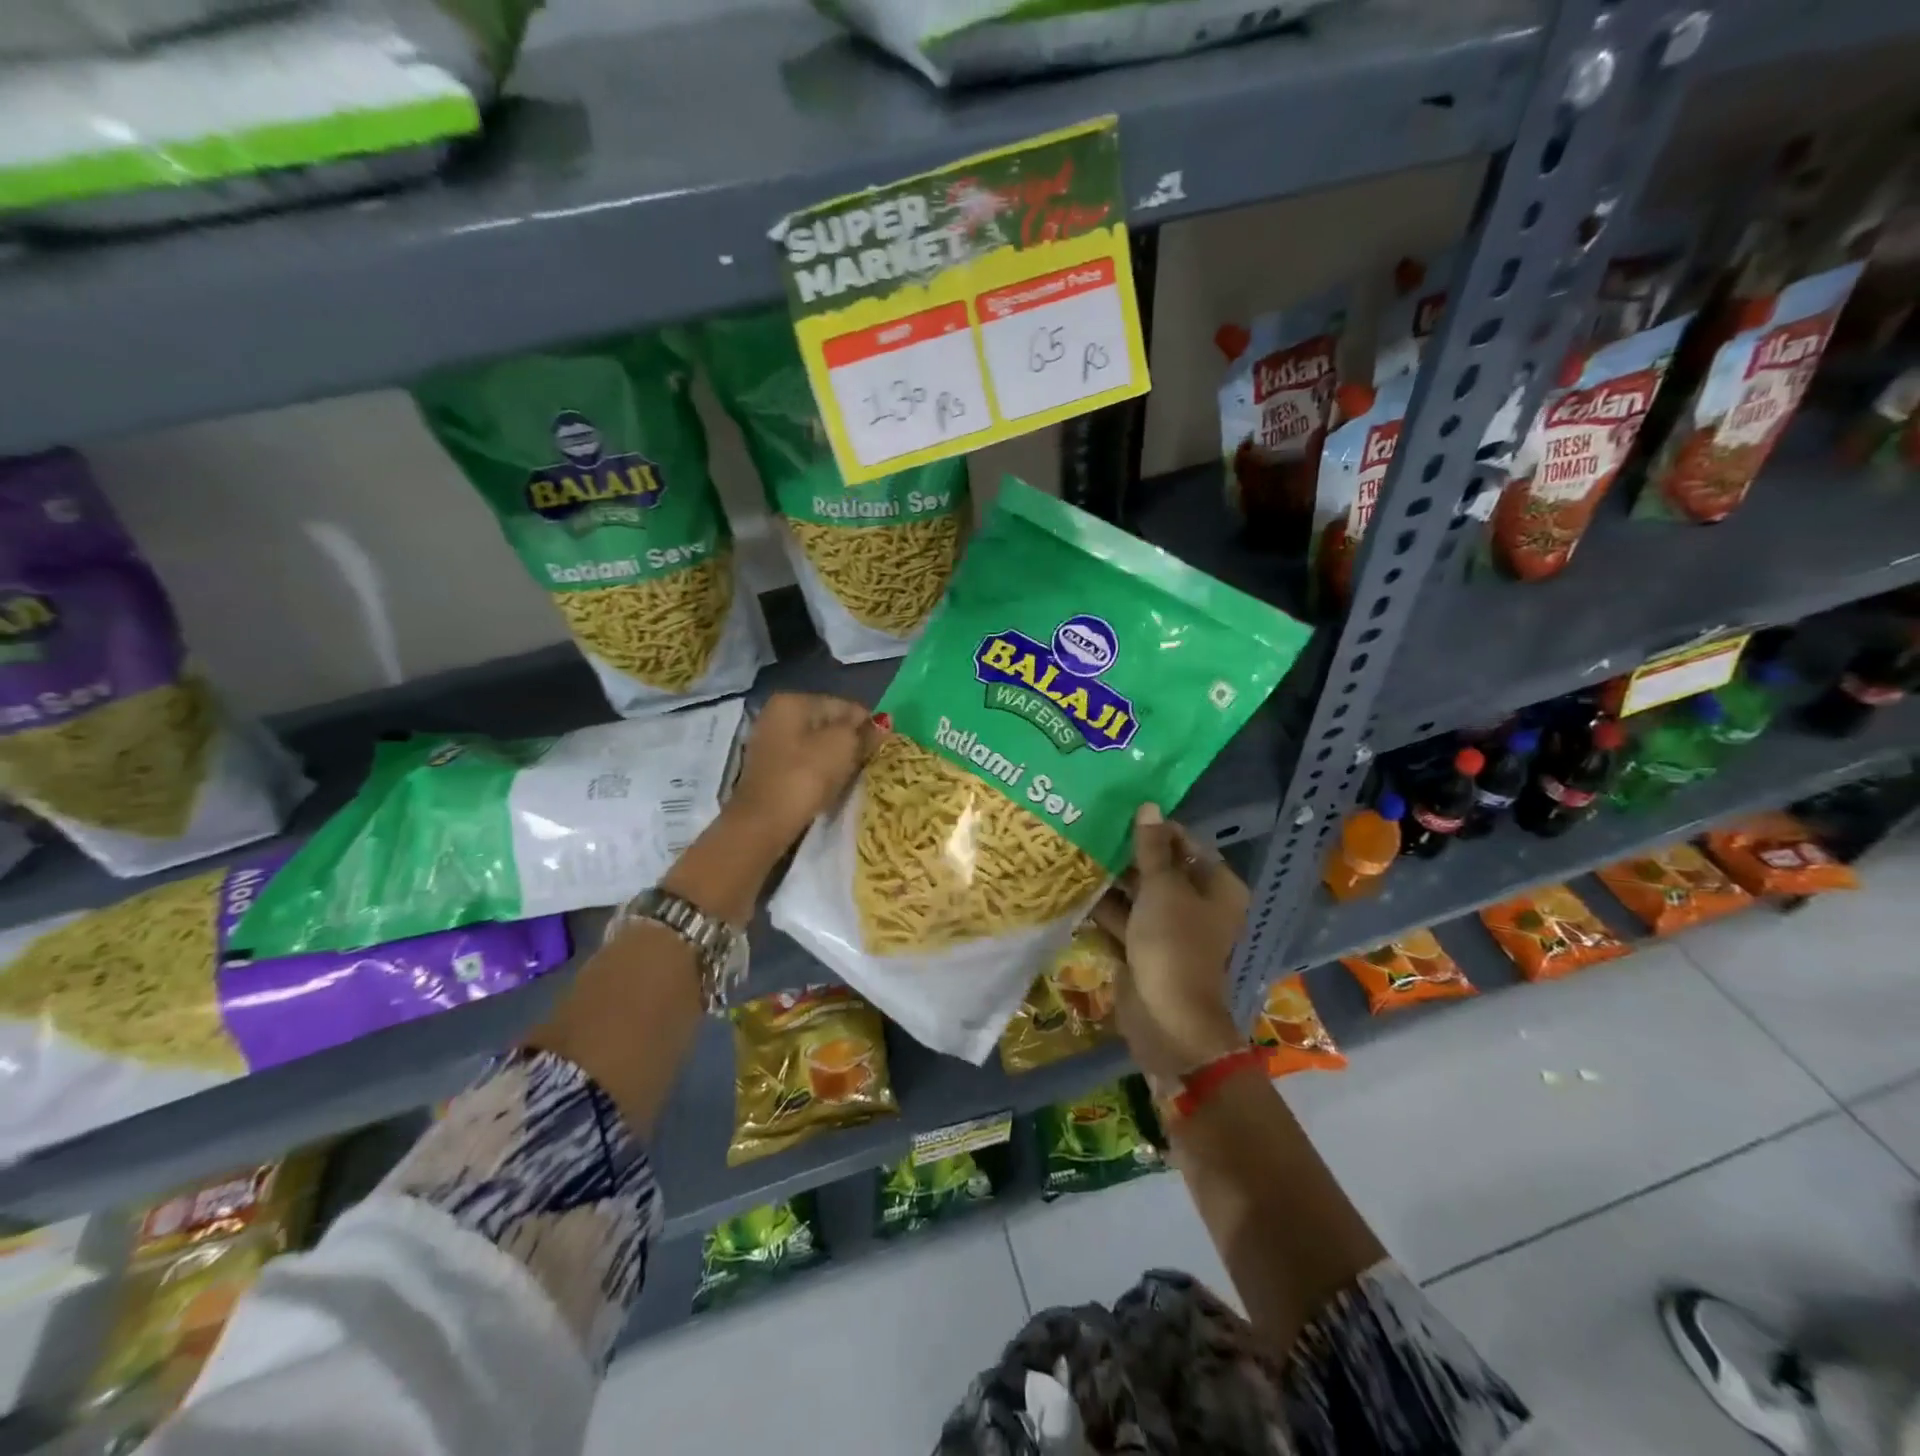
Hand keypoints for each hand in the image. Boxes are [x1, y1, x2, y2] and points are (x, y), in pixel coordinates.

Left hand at [723, 693, 879, 855]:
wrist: (765, 822)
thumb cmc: (807, 775)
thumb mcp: (844, 746)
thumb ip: (866, 731)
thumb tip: (884, 722)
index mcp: (793, 701)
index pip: (844, 705)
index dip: (867, 725)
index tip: (881, 749)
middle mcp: (776, 714)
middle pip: (828, 724)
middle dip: (850, 742)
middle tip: (867, 764)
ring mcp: (769, 742)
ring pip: (816, 745)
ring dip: (836, 759)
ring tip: (850, 778)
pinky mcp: (769, 769)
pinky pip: (804, 762)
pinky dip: (819, 772)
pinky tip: (828, 787)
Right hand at [1093, 804, 1248, 1080]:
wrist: (1166, 1018)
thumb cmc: (1173, 944)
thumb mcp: (1162, 888)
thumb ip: (1152, 848)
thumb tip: (1149, 806)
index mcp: (1216, 887)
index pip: (1186, 844)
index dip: (1156, 829)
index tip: (1120, 813)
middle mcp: (1196, 904)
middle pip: (1161, 868)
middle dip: (1129, 853)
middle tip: (1092, 827)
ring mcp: (1169, 928)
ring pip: (1138, 894)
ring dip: (1112, 879)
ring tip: (1077, 850)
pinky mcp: (1144, 948)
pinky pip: (1123, 919)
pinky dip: (1103, 907)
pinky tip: (1074, 886)